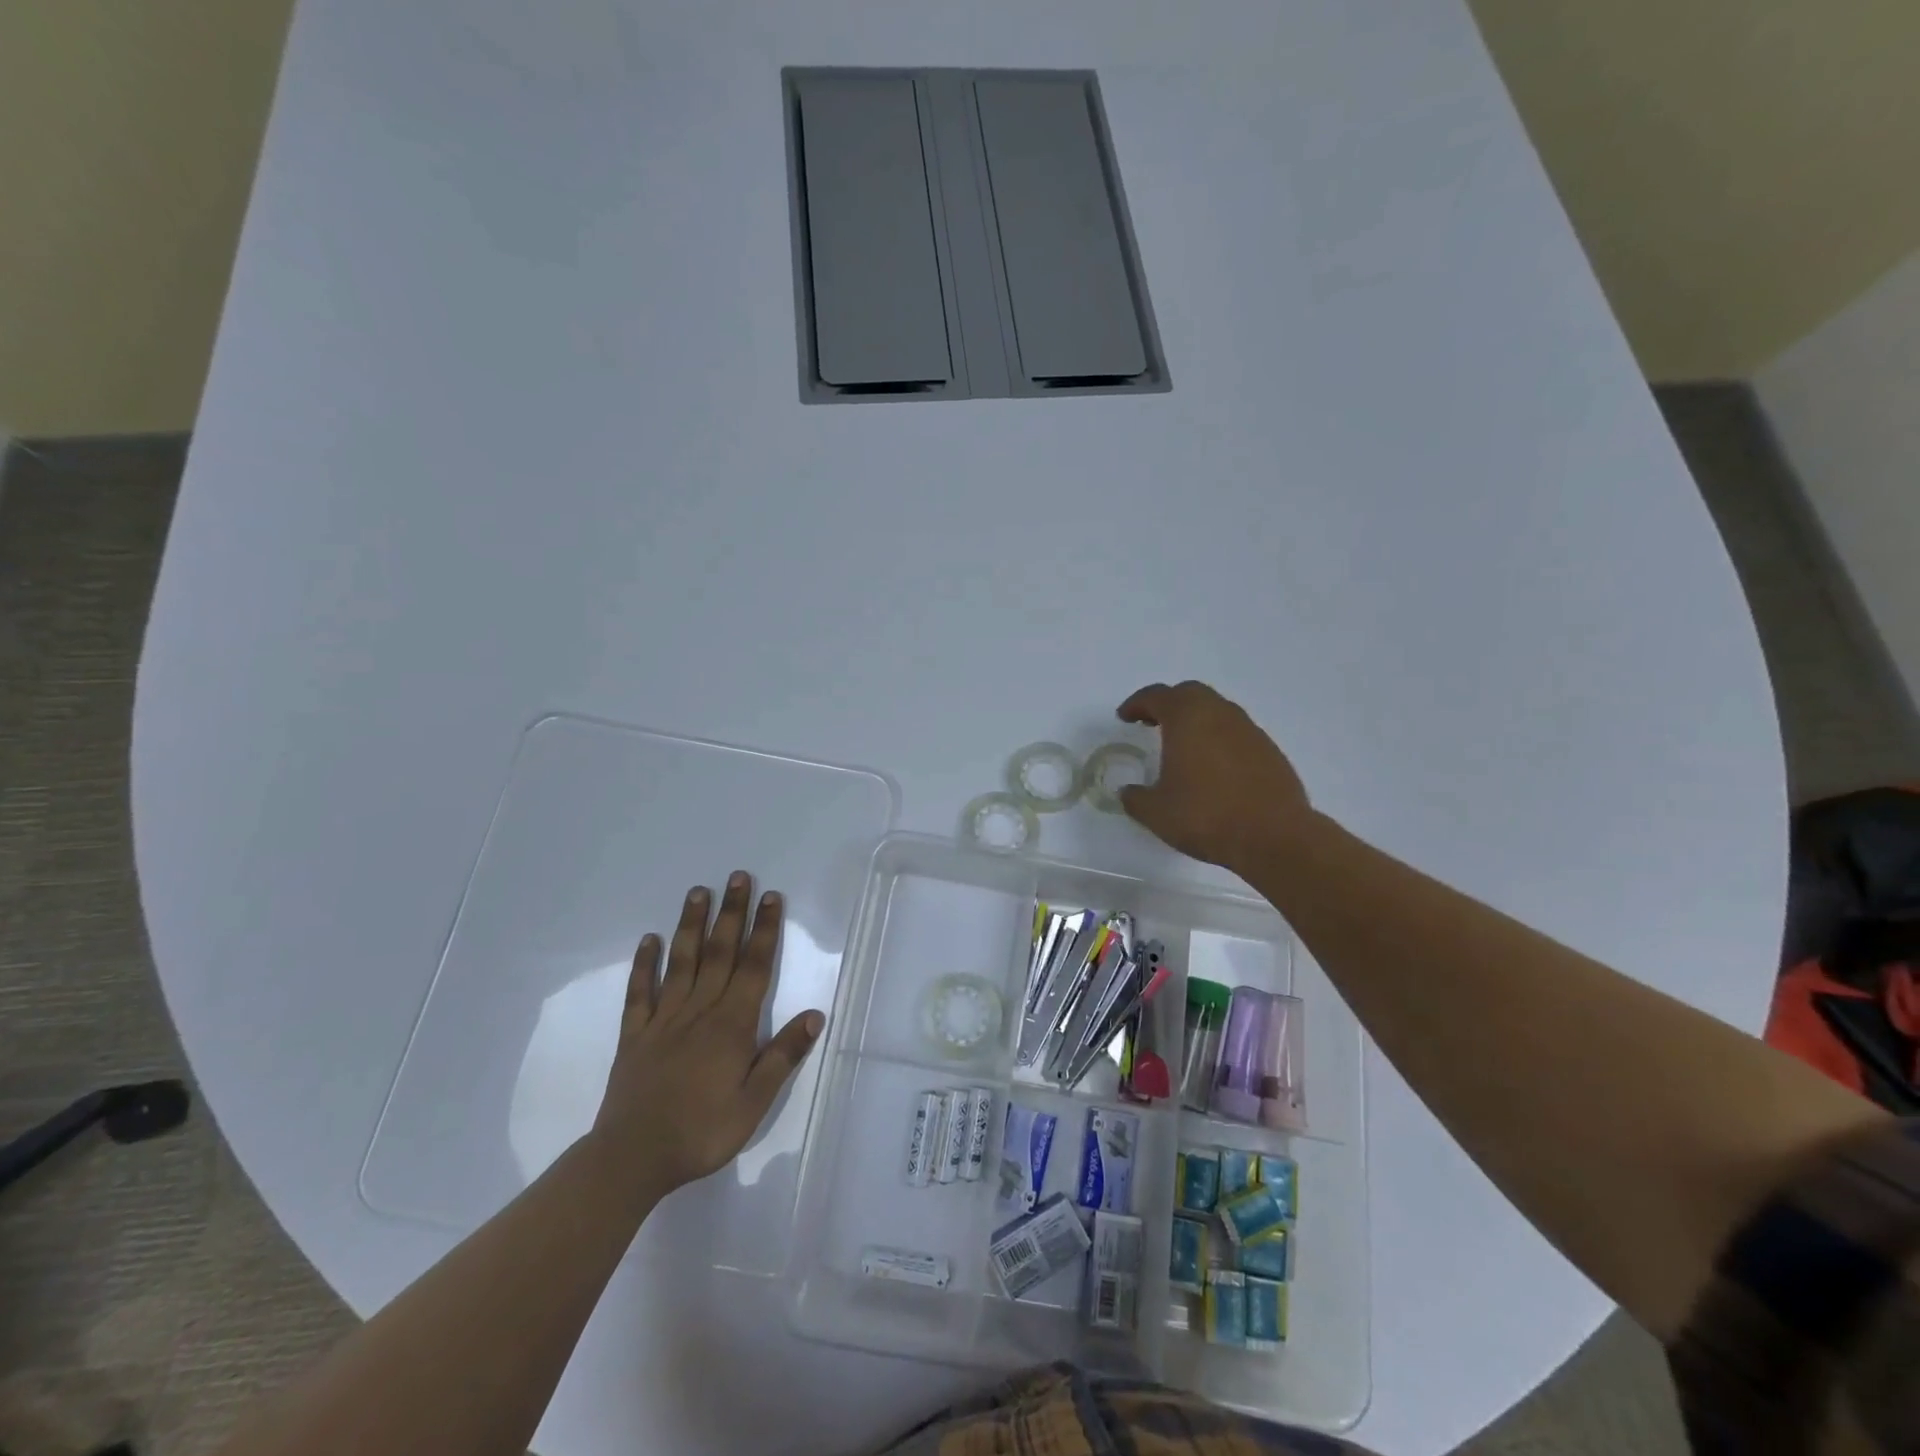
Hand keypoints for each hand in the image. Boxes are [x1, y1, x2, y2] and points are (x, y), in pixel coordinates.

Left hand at [590, 873, 823, 1201]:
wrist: (632, 1158)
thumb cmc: (702, 1132)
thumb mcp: (754, 1102)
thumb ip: (783, 1056)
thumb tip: (814, 1015)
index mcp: (732, 1025)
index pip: (754, 967)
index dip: (764, 930)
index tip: (771, 897)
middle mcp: (699, 1011)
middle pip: (719, 953)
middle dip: (732, 913)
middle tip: (738, 877)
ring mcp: (663, 1020)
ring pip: (681, 962)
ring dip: (691, 925)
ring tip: (698, 892)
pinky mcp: (635, 1035)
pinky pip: (639, 993)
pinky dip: (644, 964)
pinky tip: (649, 940)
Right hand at [1116, 681, 1313, 872]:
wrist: (1274, 837)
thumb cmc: (1206, 816)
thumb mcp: (1156, 812)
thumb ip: (1136, 797)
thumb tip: (1128, 792)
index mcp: (1187, 718)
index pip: (1157, 696)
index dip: (1137, 704)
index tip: (1125, 717)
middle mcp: (1220, 714)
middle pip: (1190, 694)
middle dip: (1168, 704)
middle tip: (1152, 722)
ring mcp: (1250, 731)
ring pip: (1217, 711)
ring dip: (1196, 720)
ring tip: (1182, 746)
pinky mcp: (1270, 751)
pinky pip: (1236, 733)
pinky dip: (1218, 739)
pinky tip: (1213, 768)